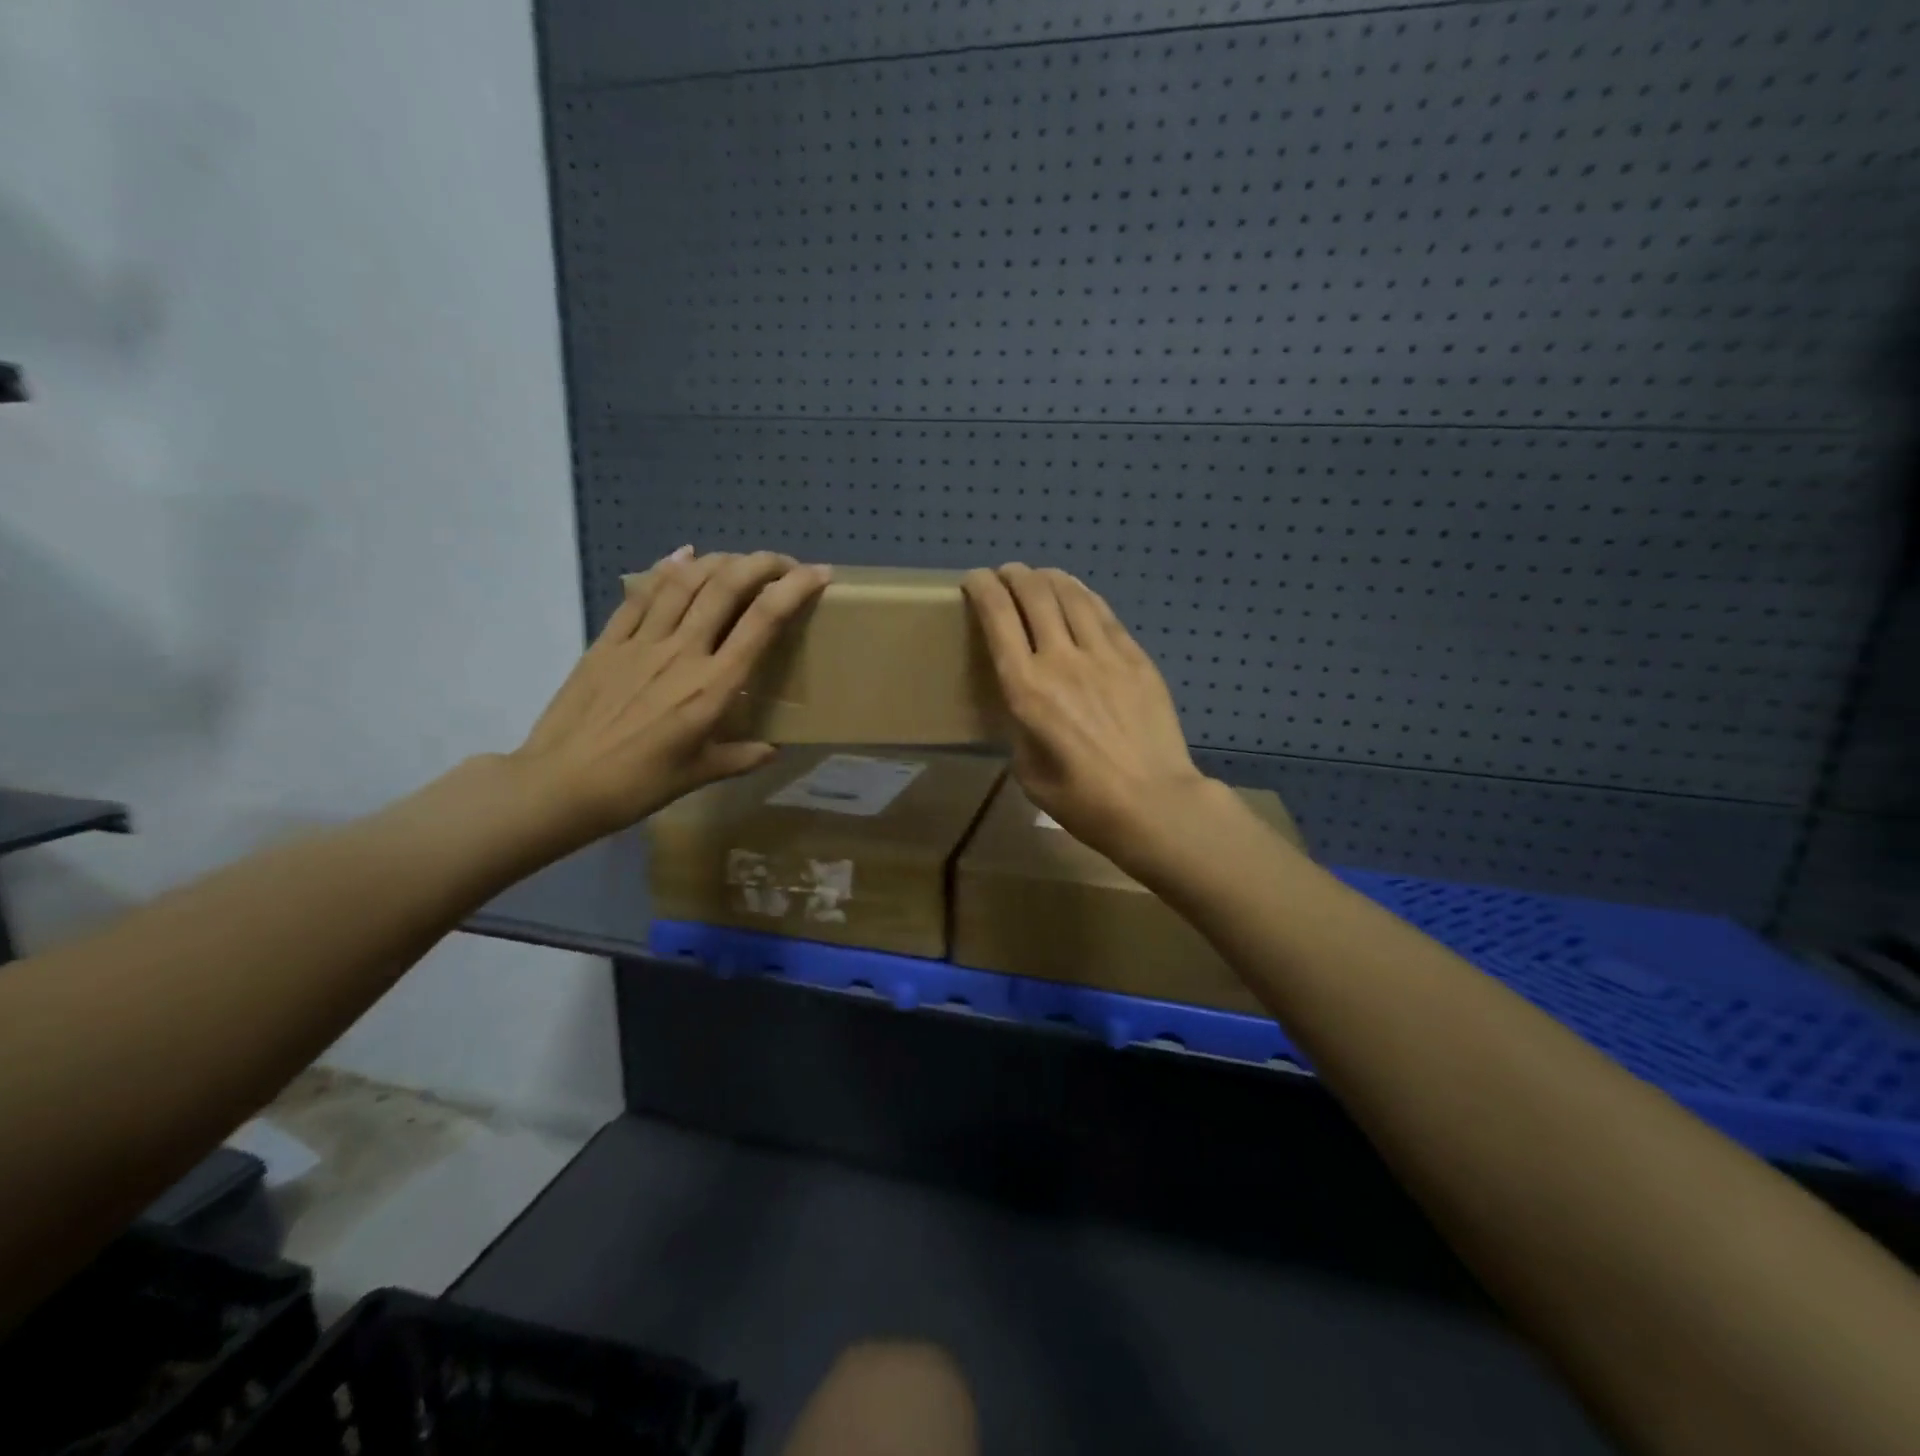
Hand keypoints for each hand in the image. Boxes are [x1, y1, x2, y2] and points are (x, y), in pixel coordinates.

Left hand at [512, 548, 830, 842]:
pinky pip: (642, 594)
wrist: (561, 784)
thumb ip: (741, 757)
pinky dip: (667, 570)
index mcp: (713, 686)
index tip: (819, 574)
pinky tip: (683, 558)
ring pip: (685, 581)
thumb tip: (772, 750)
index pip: (763, 620)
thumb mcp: (699, 775)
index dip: (795, 589)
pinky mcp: (608, 641)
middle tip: (782, 563)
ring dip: (719, 561)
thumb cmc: (638, 785)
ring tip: (739, 561)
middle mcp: (682, 651)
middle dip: (762, 563)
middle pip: (727, 586)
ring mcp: (641, 642)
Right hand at [962, 564, 1213, 866]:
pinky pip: (1104, 613)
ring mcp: (1103, 654)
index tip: (974, 581)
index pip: (997, 618)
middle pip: (1033, 594)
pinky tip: (1077, 595)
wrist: (1153, 802)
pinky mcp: (1135, 657)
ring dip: (1048, 578)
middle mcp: (1060, 659)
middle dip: (1013, 575)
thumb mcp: (1027, 771)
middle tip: (1005, 575)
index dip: (982, 589)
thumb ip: (1020, 727)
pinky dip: (1082, 596)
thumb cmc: (1082, 800)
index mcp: (1025, 689)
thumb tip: (1028, 708)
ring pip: (1070, 595)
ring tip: (1038, 577)